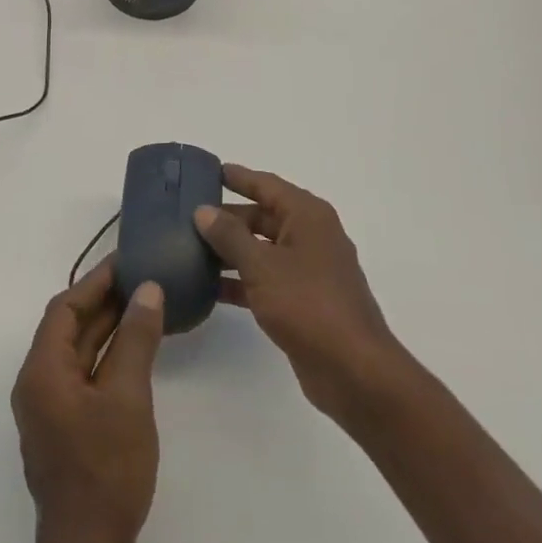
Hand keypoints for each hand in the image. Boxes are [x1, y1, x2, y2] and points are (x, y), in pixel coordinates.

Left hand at [10, 261, 165, 542]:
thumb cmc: (106, 471)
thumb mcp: (128, 398)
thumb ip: (136, 339)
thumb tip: (147, 290)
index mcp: (42, 370)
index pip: (65, 308)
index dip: (96, 281)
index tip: (127, 261)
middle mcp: (37, 381)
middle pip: (69, 326)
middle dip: (103, 301)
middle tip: (142, 277)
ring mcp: (48, 406)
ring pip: (77, 350)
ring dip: (106, 326)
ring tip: (143, 303)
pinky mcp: (62, 424)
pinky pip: (83, 373)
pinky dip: (106, 353)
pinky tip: (134, 347)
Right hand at [194, 164, 405, 421]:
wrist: (354, 371)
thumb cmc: (308, 304)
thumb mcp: (262, 265)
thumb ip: (229, 236)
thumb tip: (204, 211)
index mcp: (307, 216)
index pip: (266, 185)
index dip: (237, 177)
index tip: (206, 171)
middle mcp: (311, 236)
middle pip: (263, 217)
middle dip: (227, 218)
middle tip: (187, 216)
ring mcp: (309, 271)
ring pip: (262, 250)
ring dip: (230, 251)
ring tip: (189, 249)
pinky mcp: (304, 302)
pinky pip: (266, 280)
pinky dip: (241, 281)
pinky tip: (209, 288)